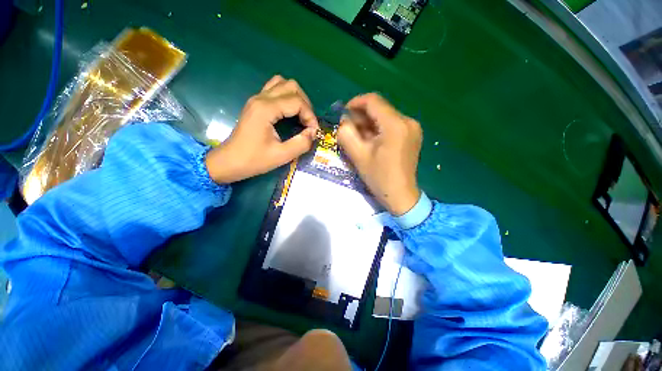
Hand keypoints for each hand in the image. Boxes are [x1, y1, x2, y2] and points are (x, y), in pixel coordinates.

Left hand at [205, 76, 318, 183]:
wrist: (229, 162)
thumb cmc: (253, 160)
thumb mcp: (281, 156)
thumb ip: (301, 144)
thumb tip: (313, 133)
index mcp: (266, 109)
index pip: (297, 101)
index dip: (310, 116)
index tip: (313, 132)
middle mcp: (261, 98)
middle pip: (291, 86)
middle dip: (305, 104)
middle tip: (308, 123)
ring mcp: (257, 99)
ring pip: (282, 84)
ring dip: (296, 97)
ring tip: (301, 115)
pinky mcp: (256, 104)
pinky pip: (275, 90)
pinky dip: (287, 97)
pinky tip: (290, 113)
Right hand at [337, 93, 421, 215]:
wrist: (401, 195)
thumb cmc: (379, 177)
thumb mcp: (358, 156)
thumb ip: (346, 134)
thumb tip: (344, 120)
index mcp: (395, 125)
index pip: (373, 101)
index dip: (355, 103)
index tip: (343, 114)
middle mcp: (408, 121)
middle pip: (380, 108)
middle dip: (361, 116)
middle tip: (349, 130)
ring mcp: (413, 128)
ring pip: (385, 116)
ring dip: (369, 124)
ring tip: (359, 138)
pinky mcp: (413, 135)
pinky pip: (392, 124)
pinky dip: (379, 129)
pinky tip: (372, 141)